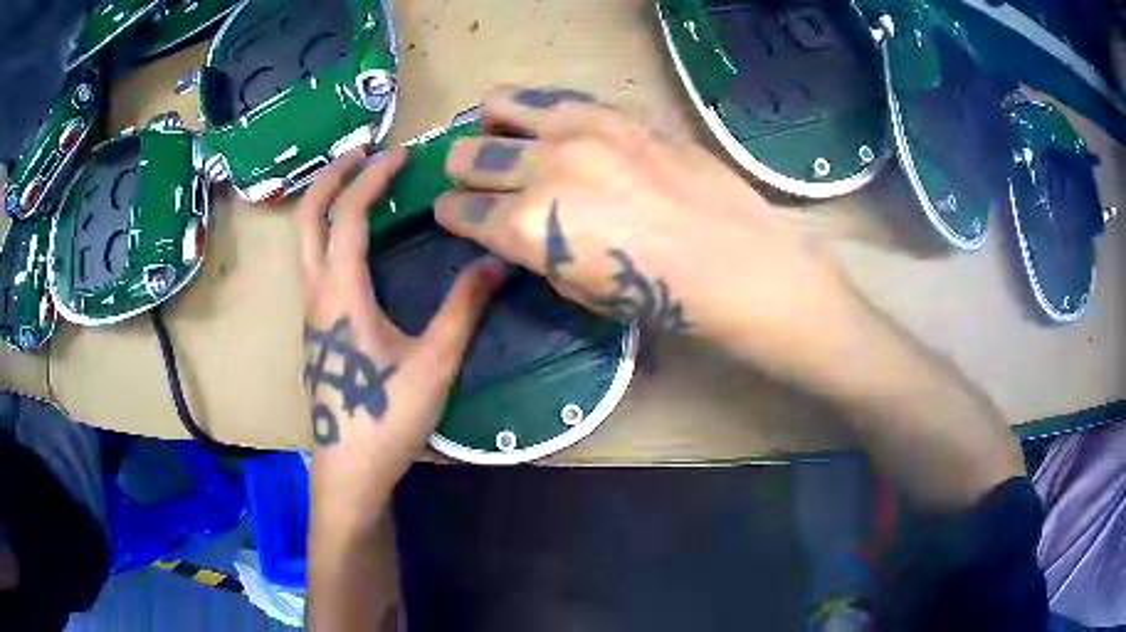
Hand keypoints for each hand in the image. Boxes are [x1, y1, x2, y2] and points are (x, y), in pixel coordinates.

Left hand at [297, 147, 504, 530]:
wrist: (349, 469)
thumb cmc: (387, 418)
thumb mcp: (434, 362)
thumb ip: (464, 308)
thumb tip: (497, 260)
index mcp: (340, 294)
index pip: (346, 215)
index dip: (372, 178)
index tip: (401, 155)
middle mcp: (315, 294)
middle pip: (306, 218)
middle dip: (331, 177)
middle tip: (362, 152)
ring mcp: (310, 312)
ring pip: (303, 241)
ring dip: (326, 203)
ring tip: (359, 183)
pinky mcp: (316, 328)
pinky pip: (313, 262)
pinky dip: (329, 231)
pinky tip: (356, 239)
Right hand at [435, 86, 854, 380]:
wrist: (734, 261)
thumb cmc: (659, 296)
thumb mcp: (580, 291)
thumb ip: (538, 252)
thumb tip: (517, 228)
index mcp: (528, 228)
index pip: (461, 210)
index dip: (450, 213)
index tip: (450, 211)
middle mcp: (541, 169)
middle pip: (469, 155)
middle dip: (462, 169)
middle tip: (474, 176)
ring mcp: (579, 131)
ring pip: (500, 107)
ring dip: (490, 124)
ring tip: (500, 132)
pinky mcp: (615, 113)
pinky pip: (553, 97)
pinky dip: (534, 109)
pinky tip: (544, 121)